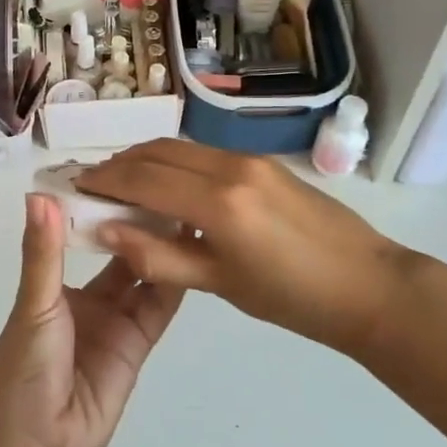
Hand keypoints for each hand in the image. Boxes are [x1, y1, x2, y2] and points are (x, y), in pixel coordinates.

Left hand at [0, 195, 183, 446]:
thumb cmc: (25, 370)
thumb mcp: (33, 305)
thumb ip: (43, 253)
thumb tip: (38, 194)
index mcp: (53, 286)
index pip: (80, 237)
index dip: (99, 209)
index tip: (122, 172)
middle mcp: (87, 300)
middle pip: (116, 254)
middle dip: (135, 225)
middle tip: (163, 185)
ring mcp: (115, 322)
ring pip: (141, 276)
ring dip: (158, 248)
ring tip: (183, 209)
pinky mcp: (138, 344)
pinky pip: (158, 308)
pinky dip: (172, 281)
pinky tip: (190, 249)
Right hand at [81, 139, 417, 354]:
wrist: (370, 286)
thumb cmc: (294, 299)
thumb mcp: (221, 285)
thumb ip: (159, 257)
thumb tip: (106, 232)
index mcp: (218, 204)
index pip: (143, 180)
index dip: (105, 181)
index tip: (76, 187)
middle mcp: (228, 168)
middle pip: (156, 153)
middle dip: (119, 164)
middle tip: (92, 183)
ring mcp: (247, 159)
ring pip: (178, 147)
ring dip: (144, 158)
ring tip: (122, 181)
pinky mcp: (262, 161)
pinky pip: (202, 153)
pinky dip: (173, 162)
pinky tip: (166, 185)